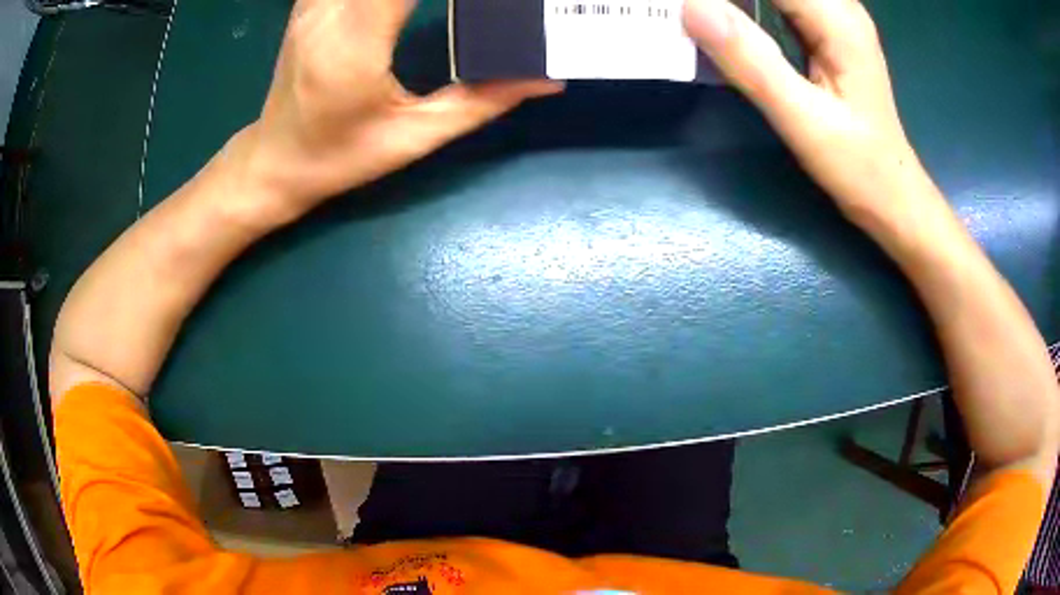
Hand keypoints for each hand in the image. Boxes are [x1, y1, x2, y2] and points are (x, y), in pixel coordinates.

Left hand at [242, 0, 561, 221]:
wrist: (275, 161)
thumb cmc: (340, 158)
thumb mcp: (414, 138)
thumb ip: (482, 102)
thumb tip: (545, 78)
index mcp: (354, 43)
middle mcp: (328, 11)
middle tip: (470, 1)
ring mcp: (312, 2)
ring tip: (447, 2)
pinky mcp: (309, 2)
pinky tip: (399, 1)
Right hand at [683, 0, 938, 235]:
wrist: (891, 193)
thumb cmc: (856, 165)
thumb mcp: (801, 118)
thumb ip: (749, 60)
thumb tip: (691, 5)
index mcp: (836, 18)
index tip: (687, 6)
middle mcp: (837, 5)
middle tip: (692, 13)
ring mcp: (833, 15)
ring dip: (737, 0)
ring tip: (700, 14)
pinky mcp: (825, 29)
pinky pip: (778, 0)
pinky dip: (746, 4)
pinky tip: (726, 19)